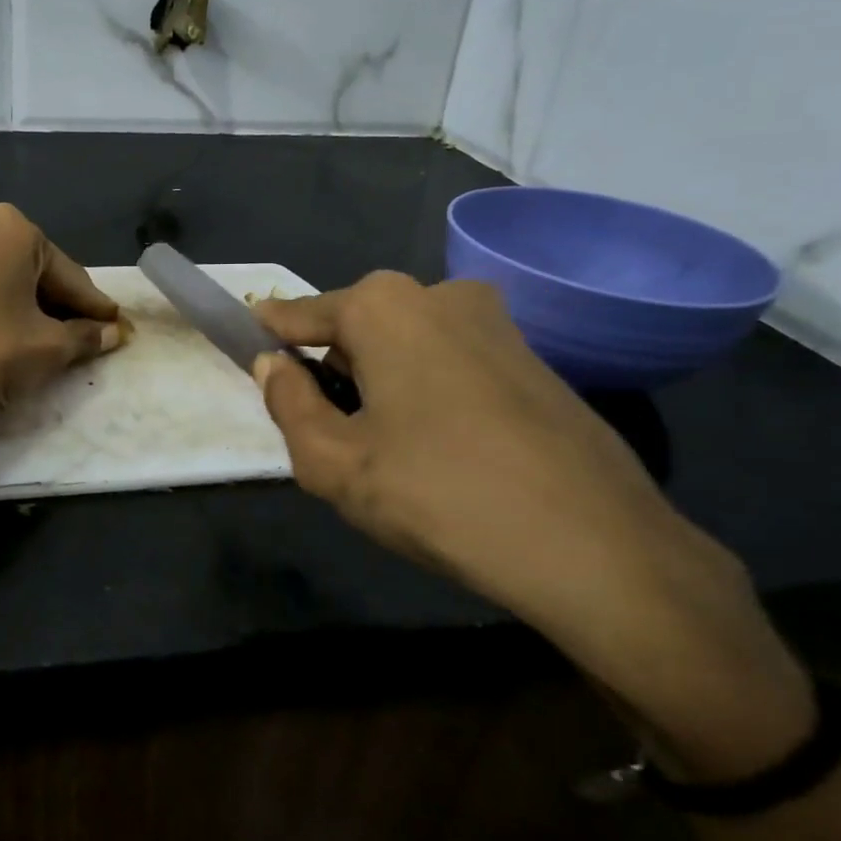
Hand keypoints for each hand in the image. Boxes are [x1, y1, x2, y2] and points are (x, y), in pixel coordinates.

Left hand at [0, 203, 124, 429]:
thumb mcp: (50, 347)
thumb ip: (87, 336)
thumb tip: (113, 333)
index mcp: (11, 229)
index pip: (68, 274)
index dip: (94, 306)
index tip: (116, 324)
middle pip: (32, 269)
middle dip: (58, 302)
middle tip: (83, 333)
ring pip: (0, 276)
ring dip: (25, 304)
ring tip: (45, 337)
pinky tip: (4, 332)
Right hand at [255, 273, 813, 779]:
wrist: (596, 546)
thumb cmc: (440, 495)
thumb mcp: (335, 463)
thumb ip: (288, 405)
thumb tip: (272, 365)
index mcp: (384, 306)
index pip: (299, 314)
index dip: (268, 335)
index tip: (244, 345)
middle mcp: (439, 293)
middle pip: (356, 328)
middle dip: (333, 370)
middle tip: (328, 434)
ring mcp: (495, 321)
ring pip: (406, 346)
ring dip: (381, 384)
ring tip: (388, 453)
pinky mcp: (533, 356)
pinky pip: (451, 362)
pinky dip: (428, 392)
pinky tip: (442, 451)